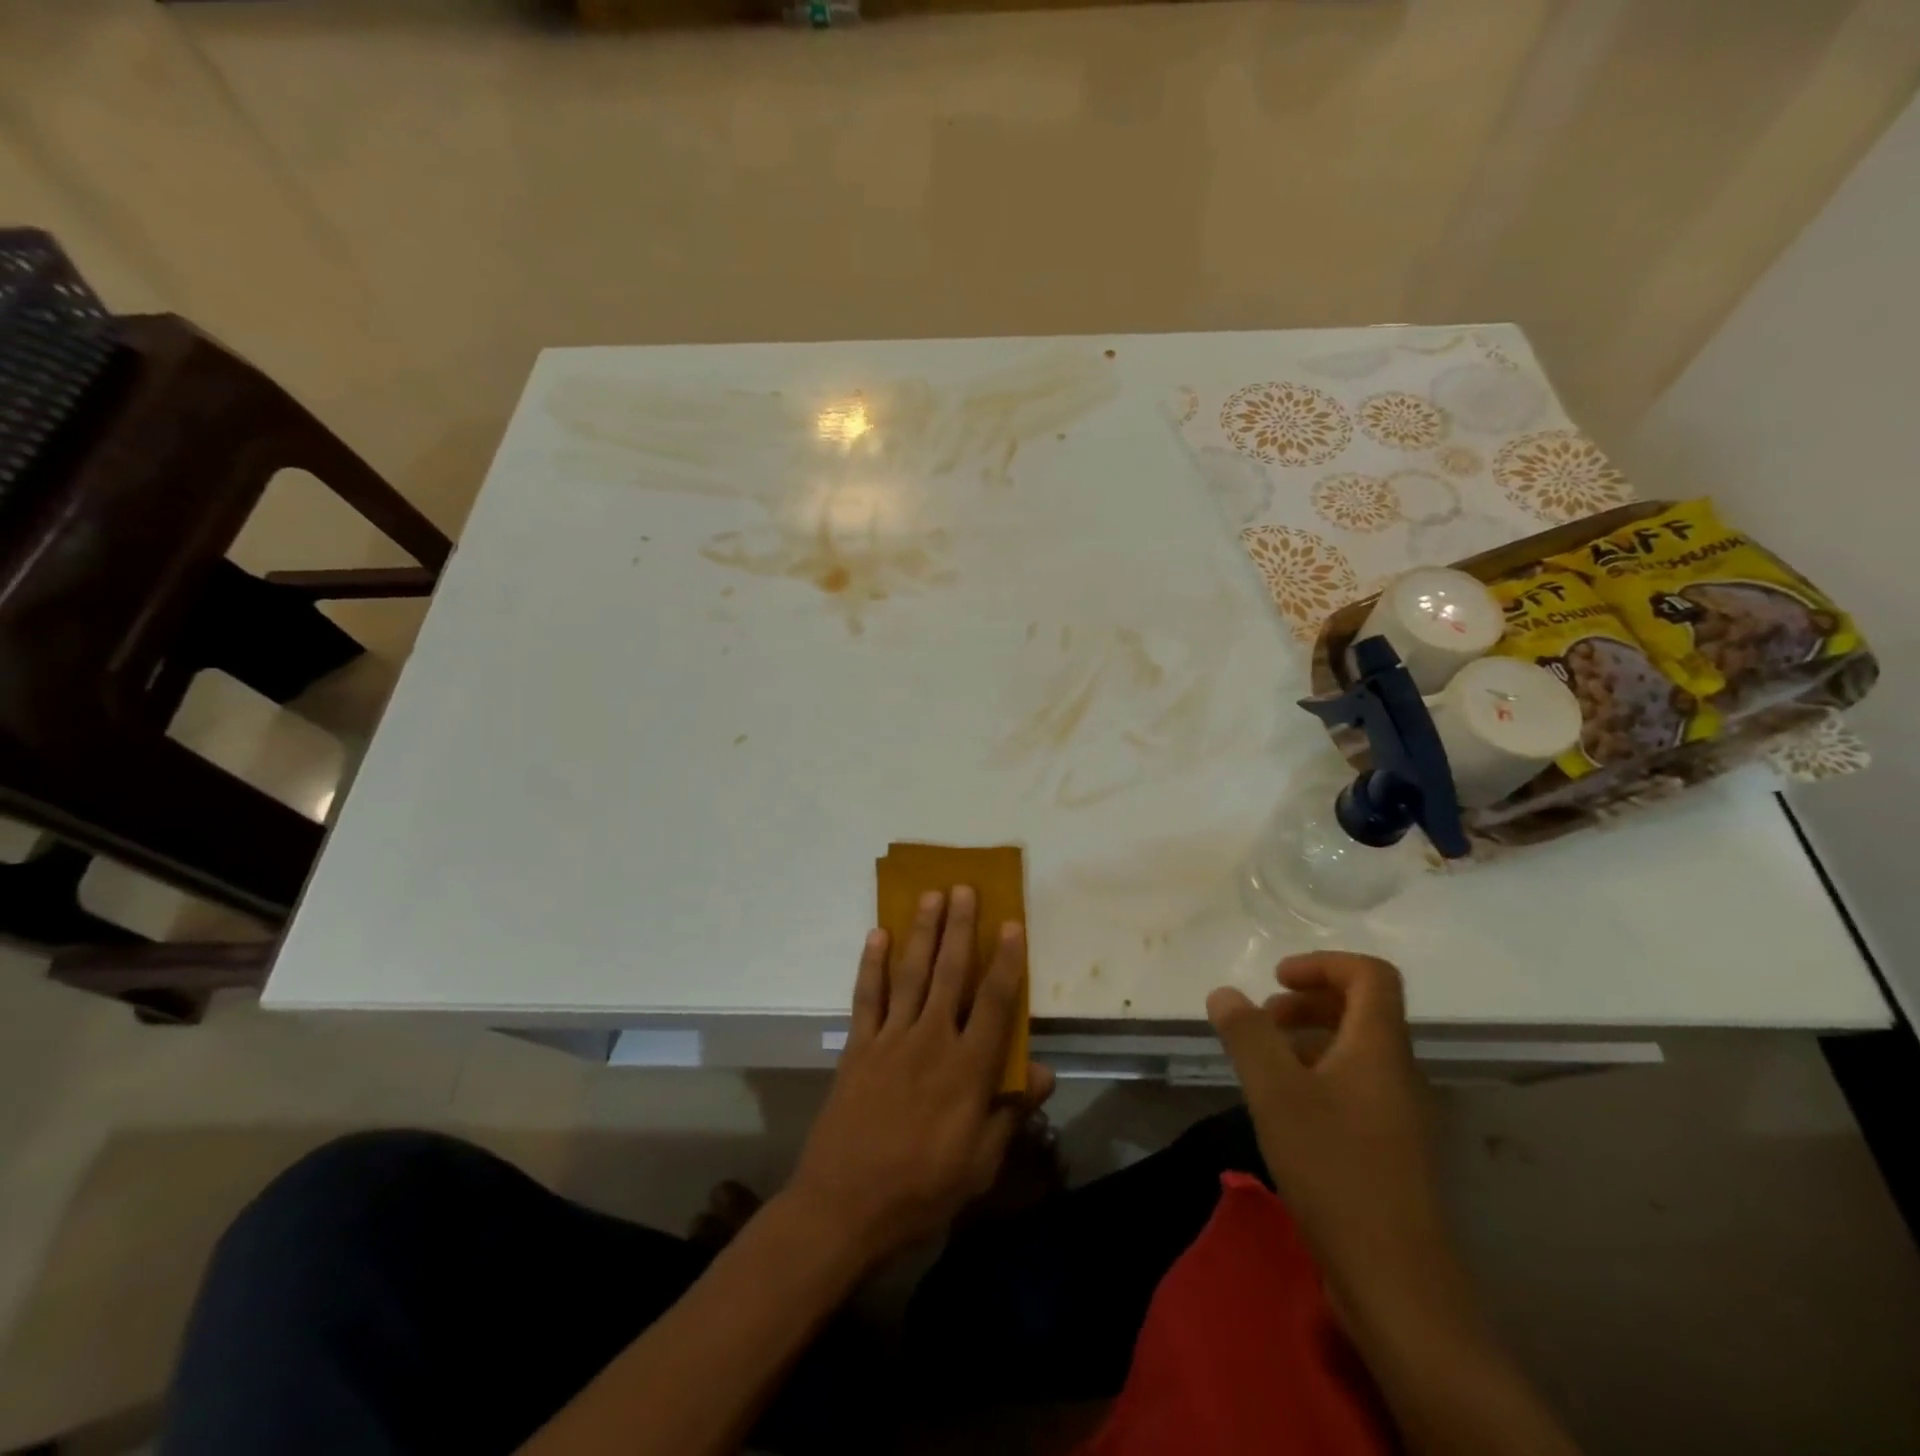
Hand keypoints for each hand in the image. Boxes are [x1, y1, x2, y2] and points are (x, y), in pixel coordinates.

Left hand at [786, 888, 1054, 1268]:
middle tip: (966, 888)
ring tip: (931, 895)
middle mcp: (930, 1041)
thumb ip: (1009, 1112)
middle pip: (951, 973)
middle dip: (961, 928)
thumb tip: (1042, 1071)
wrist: (844, 1208)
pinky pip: (866, 996)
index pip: (994, 1003)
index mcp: (966, 1070)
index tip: (1012, 924)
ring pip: (911, 974)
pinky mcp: (857, 1047)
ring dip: (922, 932)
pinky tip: (877, 934)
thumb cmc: (921, 1191)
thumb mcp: (979, 1165)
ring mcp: (890, 1039)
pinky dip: (871, 964)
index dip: (1007, 961)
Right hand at [1207, 953, 1451, 1302]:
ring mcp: (1402, 1115)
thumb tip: (1225, 993)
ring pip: (1357, 1051)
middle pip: (1363, 1010)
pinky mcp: (1393, 1151)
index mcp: (1380, 1048)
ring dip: (1310, 1039)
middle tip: (1262, 1019)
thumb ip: (1247, 1034)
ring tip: (1264, 1063)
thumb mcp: (1275, 1093)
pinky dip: (1319, 1077)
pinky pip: (1357, 1088)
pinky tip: (1286, 1110)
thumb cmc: (1335, 1170)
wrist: (1397, 1283)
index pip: (1371, 975)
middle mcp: (1400, 1073)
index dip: (1323, 964)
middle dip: (1308, 1001)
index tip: (1276, 980)